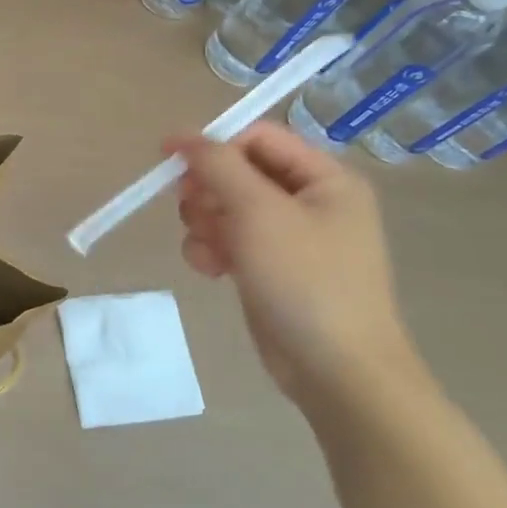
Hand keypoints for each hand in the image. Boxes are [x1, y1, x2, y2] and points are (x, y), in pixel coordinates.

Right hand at [167, 125, 425, 414]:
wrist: (336, 371)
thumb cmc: (305, 280)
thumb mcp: (258, 212)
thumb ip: (218, 166)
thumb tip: (181, 136)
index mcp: (325, 178)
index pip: (259, 137)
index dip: (214, 143)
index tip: (169, 159)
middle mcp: (310, 201)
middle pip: (238, 172)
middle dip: (208, 190)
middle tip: (192, 209)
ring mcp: (290, 238)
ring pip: (227, 207)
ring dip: (206, 223)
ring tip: (208, 250)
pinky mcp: (271, 268)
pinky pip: (230, 241)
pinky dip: (213, 249)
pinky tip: (211, 271)